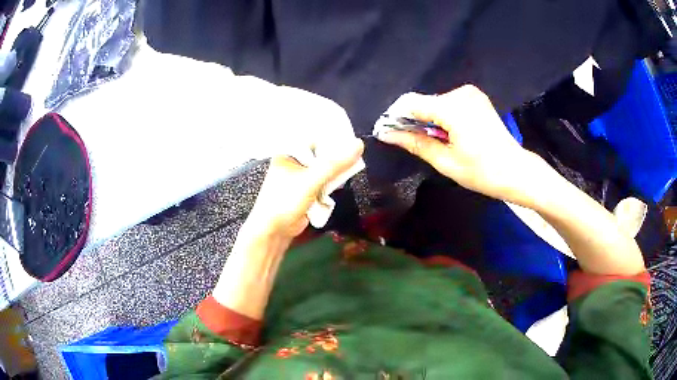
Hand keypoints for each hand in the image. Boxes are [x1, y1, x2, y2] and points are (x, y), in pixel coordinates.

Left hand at [245, 138, 363, 239]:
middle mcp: (294, 163)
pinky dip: (331, 184)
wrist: (273, 231)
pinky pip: (323, 182)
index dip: (333, 138)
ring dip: (335, 173)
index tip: (353, 140)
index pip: (314, 138)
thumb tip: (358, 144)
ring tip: (350, 170)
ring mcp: (300, 178)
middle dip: (337, 158)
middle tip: (356, 156)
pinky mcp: (306, 191)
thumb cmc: (285, 201)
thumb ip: (335, 164)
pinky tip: (338, 185)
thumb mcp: (311, 180)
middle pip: (321, 154)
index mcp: (289, 153)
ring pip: (324, 169)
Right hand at [376, 85, 539, 203]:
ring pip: (435, 102)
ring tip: (434, 141)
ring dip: (428, 119)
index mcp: (453, 108)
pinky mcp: (476, 98)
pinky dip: (442, 116)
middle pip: (424, 102)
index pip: (411, 103)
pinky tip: (448, 133)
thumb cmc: (482, 172)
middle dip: (413, 120)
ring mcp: (471, 93)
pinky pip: (449, 103)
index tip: (389, 134)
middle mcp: (461, 93)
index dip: (396, 117)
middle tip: (411, 143)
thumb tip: (387, 134)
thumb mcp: (446, 162)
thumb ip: (415, 143)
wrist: (516, 170)